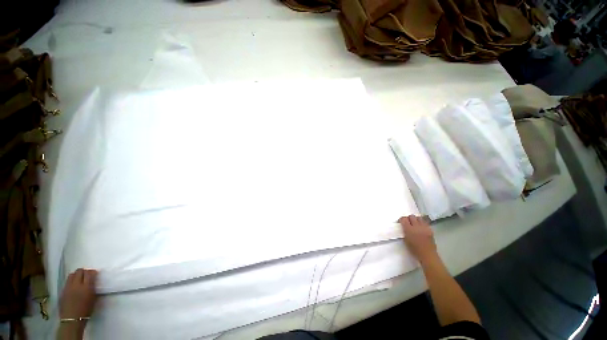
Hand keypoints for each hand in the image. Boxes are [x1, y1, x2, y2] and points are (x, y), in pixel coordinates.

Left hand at [60, 269, 97, 320]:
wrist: (72, 319)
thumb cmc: (86, 310)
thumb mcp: (93, 298)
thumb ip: (92, 288)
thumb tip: (92, 281)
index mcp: (87, 287)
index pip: (89, 273)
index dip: (92, 272)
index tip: (94, 273)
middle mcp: (77, 284)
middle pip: (79, 271)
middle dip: (84, 271)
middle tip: (87, 274)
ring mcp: (68, 287)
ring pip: (72, 275)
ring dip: (76, 275)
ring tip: (79, 279)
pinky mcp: (63, 290)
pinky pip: (67, 281)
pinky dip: (71, 280)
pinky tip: (74, 285)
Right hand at [398, 215, 436, 262]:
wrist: (428, 255)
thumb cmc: (415, 250)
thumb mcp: (406, 240)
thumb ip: (405, 232)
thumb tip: (404, 227)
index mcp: (409, 229)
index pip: (404, 219)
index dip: (401, 219)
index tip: (401, 222)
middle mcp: (417, 226)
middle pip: (411, 216)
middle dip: (409, 218)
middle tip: (408, 222)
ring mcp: (424, 227)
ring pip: (419, 217)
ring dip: (416, 219)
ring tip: (415, 224)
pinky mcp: (430, 229)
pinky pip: (425, 222)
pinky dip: (421, 223)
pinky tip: (421, 227)